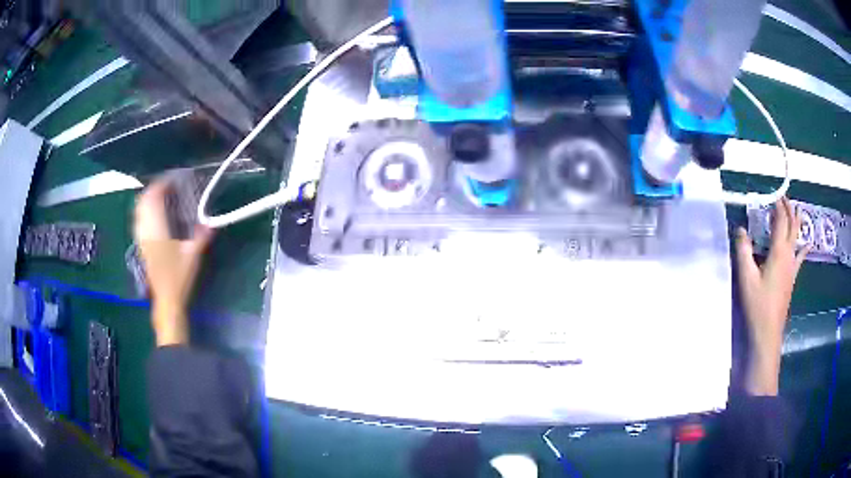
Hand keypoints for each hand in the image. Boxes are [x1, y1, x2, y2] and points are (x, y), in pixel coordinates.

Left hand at [134, 179, 212, 345]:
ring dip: (147, 199)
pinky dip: (144, 211)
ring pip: (138, 211)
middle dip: (153, 189)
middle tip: (167, 185)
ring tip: (159, 195)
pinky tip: (152, 213)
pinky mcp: (141, 246)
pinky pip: (138, 220)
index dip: (161, 186)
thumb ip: (201, 237)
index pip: (154, 199)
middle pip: (143, 202)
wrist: (166, 299)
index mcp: (157, 230)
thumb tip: (211, 222)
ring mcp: (141, 239)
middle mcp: (146, 231)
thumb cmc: (179, 278)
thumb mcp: (193, 257)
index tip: (173, 180)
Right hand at [735, 197, 810, 395]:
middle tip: (785, 197)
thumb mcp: (746, 277)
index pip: (780, 222)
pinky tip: (808, 244)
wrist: (768, 332)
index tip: (775, 193)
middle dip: (789, 210)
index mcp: (779, 252)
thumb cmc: (757, 304)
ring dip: (797, 222)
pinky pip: (800, 257)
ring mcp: (792, 268)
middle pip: (792, 226)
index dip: (778, 206)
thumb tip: (740, 229)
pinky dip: (803, 246)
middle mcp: (789, 256)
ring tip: (797, 210)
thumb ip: (743, 251)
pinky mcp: (792, 278)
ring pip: (797, 239)